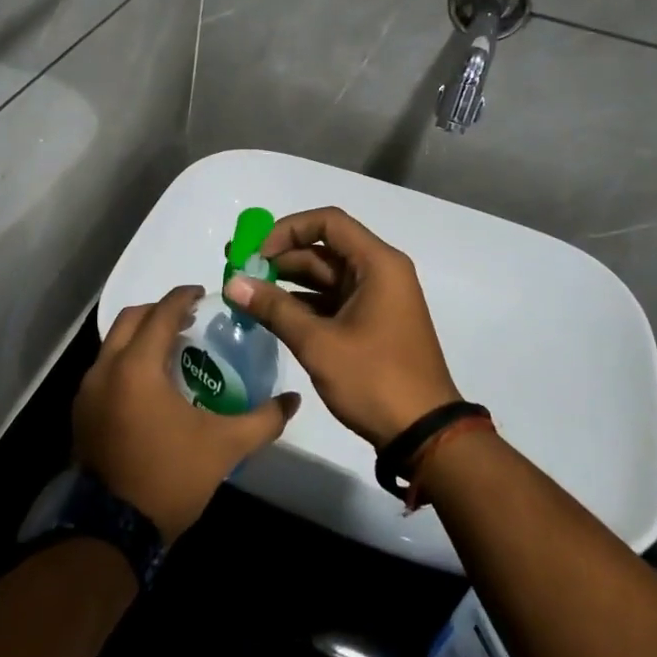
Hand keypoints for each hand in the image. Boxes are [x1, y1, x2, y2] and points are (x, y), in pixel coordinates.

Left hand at [73, 286, 300, 543]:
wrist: (113, 530)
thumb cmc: (170, 477)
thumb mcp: (224, 447)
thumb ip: (263, 420)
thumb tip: (293, 401)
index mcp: (137, 366)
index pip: (161, 312)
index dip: (183, 296)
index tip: (204, 294)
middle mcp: (105, 368)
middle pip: (131, 319)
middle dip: (160, 311)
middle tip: (189, 319)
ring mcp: (87, 391)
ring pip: (113, 343)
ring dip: (141, 336)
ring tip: (172, 349)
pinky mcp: (80, 412)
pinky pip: (104, 368)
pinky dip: (126, 360)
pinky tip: (150, 384)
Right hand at [224, 207, 460, 447]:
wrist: (424, 434)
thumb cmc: (375, 379)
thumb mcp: (319, 343)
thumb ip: (274, 309)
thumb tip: (233, 283)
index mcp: (377, 265)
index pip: (328, 222)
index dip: (288, 230)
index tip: (257, 254)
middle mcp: (379, 273)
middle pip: (324, 249)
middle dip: (280, 257)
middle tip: (237, 270)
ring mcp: (376, 300)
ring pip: (325, 277)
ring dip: (287, 282)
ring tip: (245, 293)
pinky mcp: (370, 324)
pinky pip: (331, 301)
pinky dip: (302, 304)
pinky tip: (269, 315)